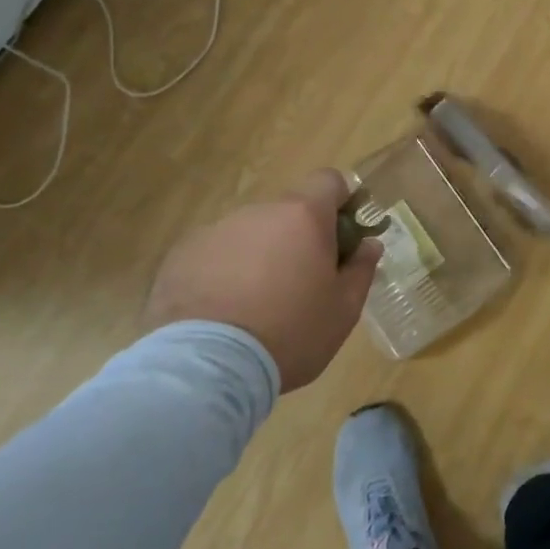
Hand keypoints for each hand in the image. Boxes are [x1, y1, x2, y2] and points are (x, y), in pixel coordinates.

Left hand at [141, 170, 380, 390]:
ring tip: (256, 305)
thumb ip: (361, 269)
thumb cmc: (291, 333)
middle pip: (288, 211)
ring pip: (251, 233)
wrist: (207, 367)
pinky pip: (215, 255)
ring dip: (260, 255)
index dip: (341, 201)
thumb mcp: (344, 309)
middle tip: (302, 282)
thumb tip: (369, 244)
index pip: (329, 180)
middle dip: (299, 237)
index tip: (345, 234)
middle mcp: (259, 212)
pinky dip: (224, 273)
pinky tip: (222, 313)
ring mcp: (215, 231)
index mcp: (303, 216)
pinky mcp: (181, 256)